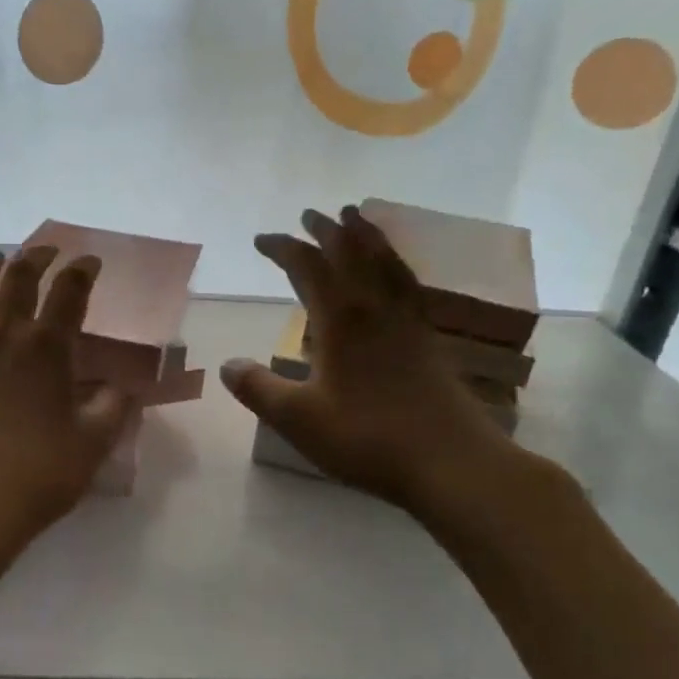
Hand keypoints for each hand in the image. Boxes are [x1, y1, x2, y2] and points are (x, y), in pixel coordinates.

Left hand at [0, 246, 130, 536]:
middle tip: (47, 250)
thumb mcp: (94, 442)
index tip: (91, 261)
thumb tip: (124, 386)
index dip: (83, 271)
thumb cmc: (41, 472)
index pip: (70, 293)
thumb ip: (113, 407)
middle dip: (36, 257)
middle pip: (19, 279)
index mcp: (48, 348)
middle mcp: (6, 336)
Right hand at [220, 206, 532, 526]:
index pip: (307, 267)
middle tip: (310, 215)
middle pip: (351, 252)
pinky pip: (408, 282)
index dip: (283, 248)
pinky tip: (393, 271)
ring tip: (355, 218)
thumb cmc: (367, 438)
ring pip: (385, 261)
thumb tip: (227, 365)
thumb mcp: (298, 419)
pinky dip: (394, 263)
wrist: (451, 462)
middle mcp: (375, 308)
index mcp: (341, 319)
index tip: (262, 240)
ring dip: (365, 235)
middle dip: (326, 231)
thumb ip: (259, 389)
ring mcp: (408, 320)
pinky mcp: (428, 338)